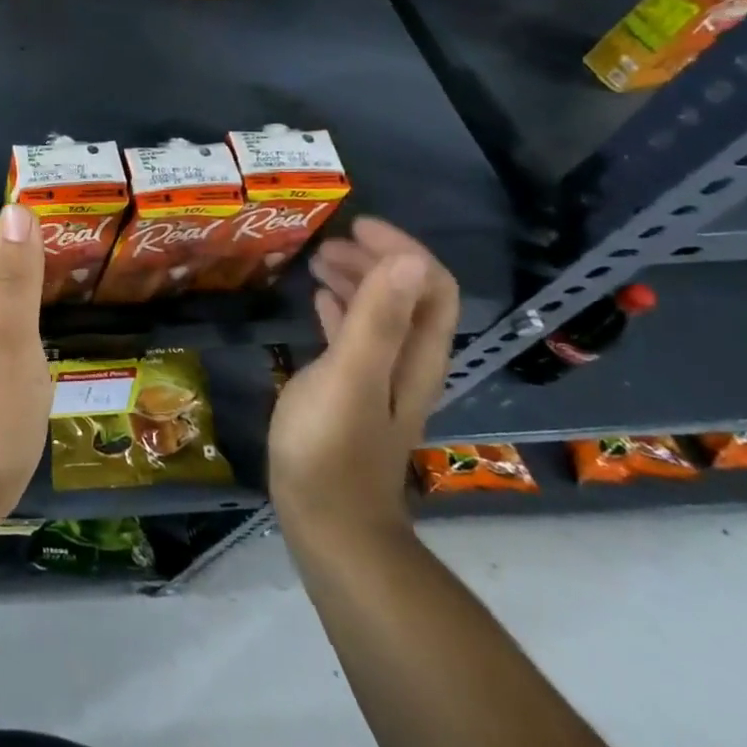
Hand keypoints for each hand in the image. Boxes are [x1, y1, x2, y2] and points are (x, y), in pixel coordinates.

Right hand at [268, 217, 458, 541]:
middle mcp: (409, 362)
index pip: (430, 285)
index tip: (356, 226)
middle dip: (375, 260)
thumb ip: (377, 318)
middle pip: (408, 296)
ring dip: (357, 281)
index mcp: (416, 355)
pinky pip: (356, 336)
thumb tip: (406, 259)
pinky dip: (342, 308)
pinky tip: (317, 300)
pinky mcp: (355, 394)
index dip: (401, 249)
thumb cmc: (331, 444)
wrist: (328, 520)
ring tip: (317, 262)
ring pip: (382, 314)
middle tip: (328, 243)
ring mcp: (381, 379)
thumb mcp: (350, 374)